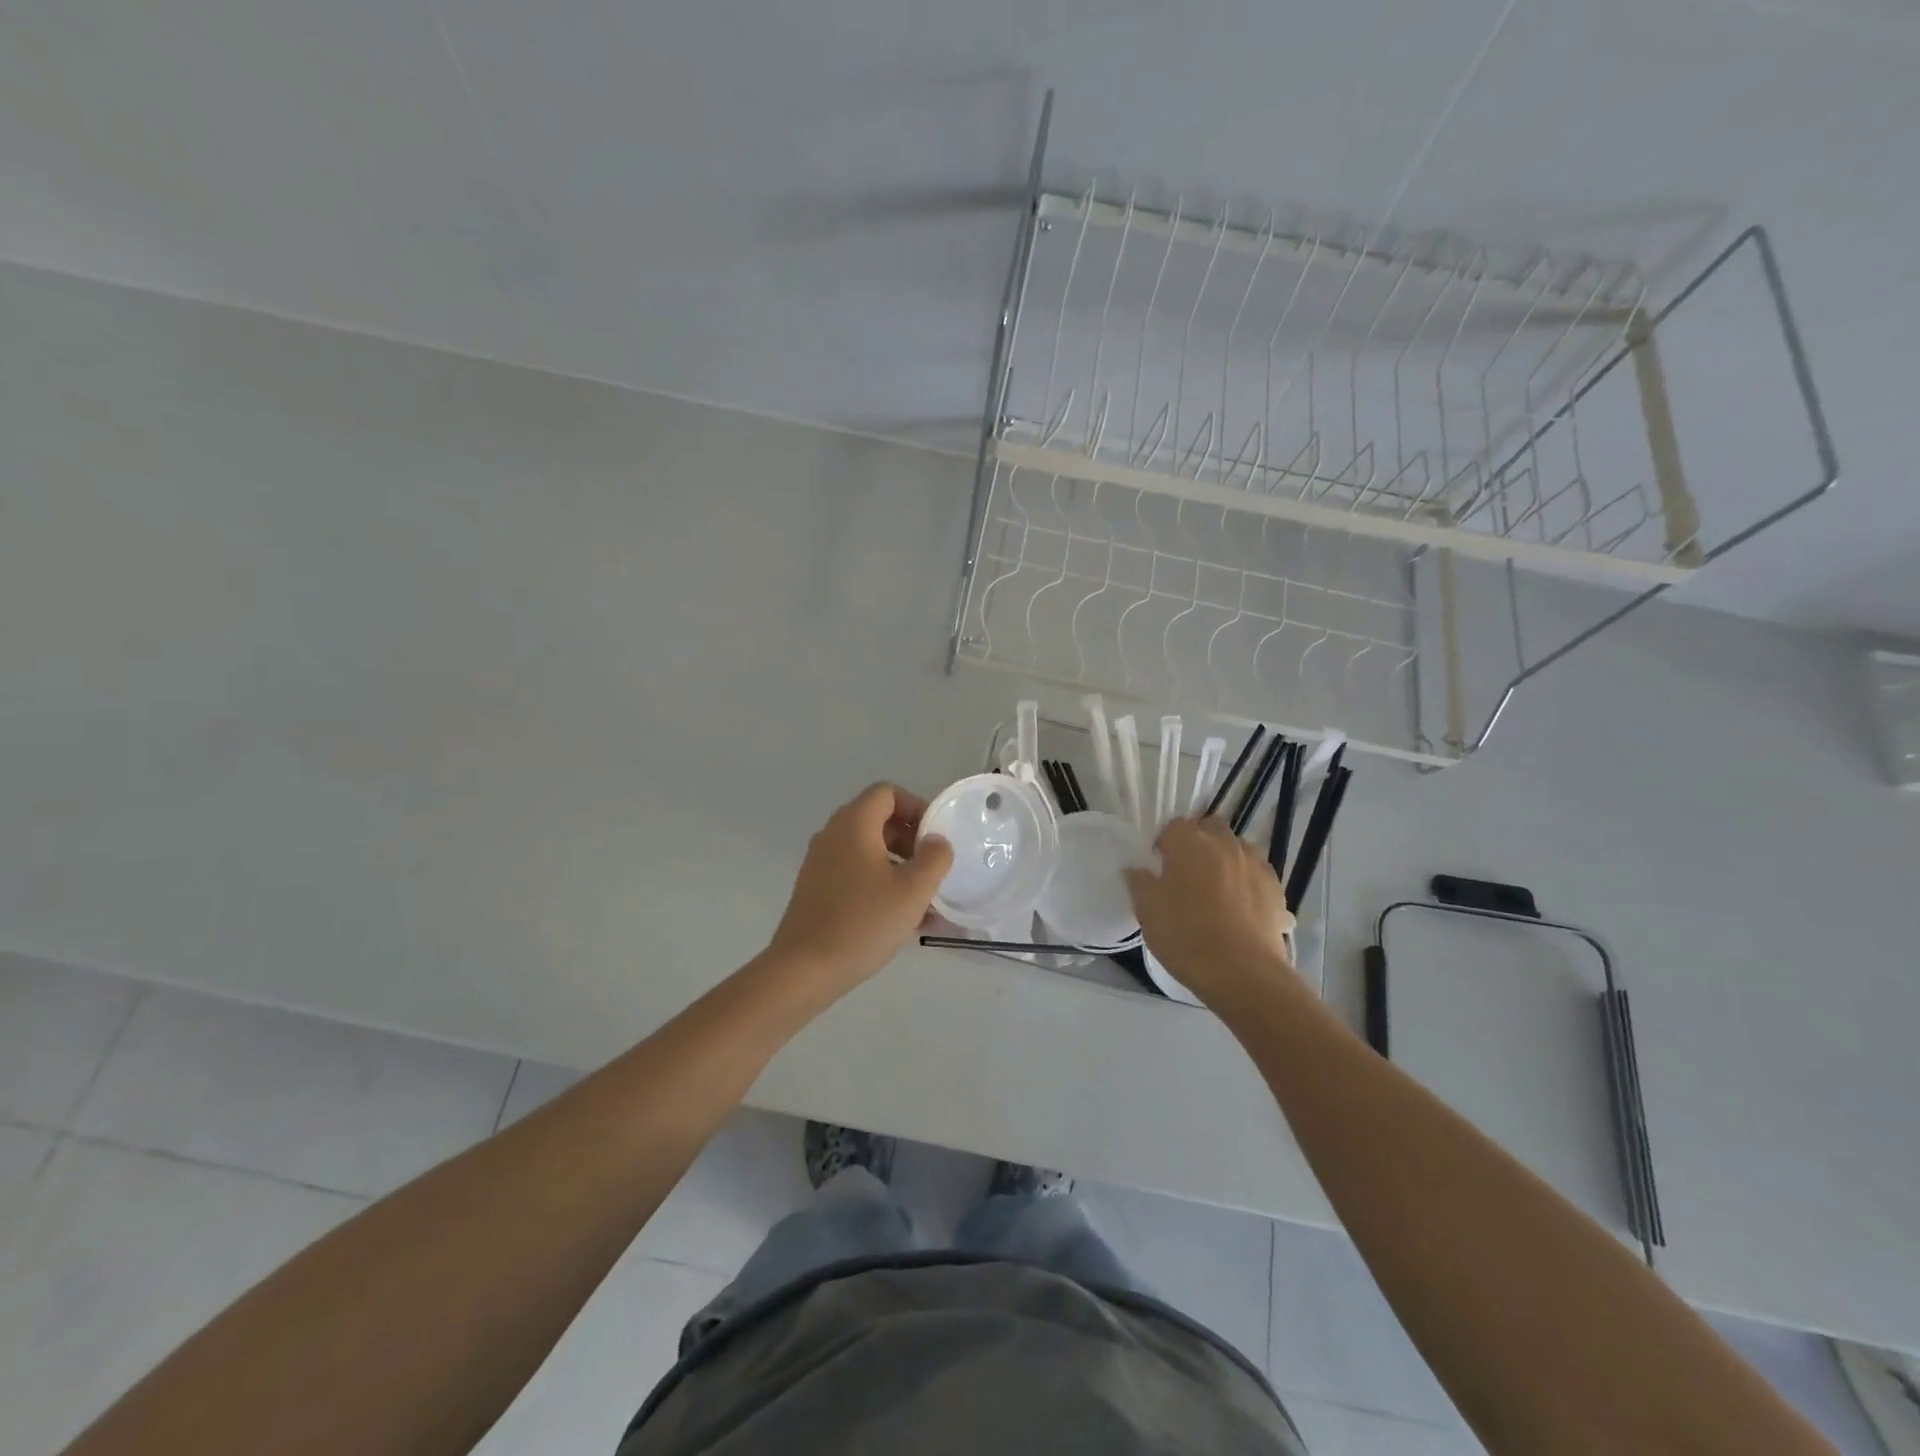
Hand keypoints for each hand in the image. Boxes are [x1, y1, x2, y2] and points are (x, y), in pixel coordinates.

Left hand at [766, 783, 953, 996]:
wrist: (804, 969)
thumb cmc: (863, 923)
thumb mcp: (913, 891)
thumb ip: (934, 858)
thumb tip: (937, 841)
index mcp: (854, 824)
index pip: (887, 792)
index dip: (916, 806)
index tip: (935, 836)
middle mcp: (833, 835)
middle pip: (878, 820)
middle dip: (911, 840)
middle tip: (932, 868)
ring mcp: (821, 863)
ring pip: (868, 850)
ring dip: (899, 866)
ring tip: (926, 900)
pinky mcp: (816, 889)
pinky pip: (855, 873)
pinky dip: (880, 884)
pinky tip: (903, 919)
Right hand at [1124, 816, 1298, 1009]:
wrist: (1242, 972)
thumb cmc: (1185, 935)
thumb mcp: (1148, 911)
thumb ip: (1139, 883)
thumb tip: (1135, 869)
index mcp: (1189, 842)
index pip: (1173, 826)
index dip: (1165, 843)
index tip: (1159, 866)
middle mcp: (1224, 843)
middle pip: (1210, 829)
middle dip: (1199, 843)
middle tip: (1187, 873)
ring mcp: (1255, 864)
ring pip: (1237, 849)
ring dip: (1226, 860)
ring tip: (1216, 890)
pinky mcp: (1277, 888)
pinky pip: (1257, 874)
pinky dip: (1248, 882)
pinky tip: (1240, 907)